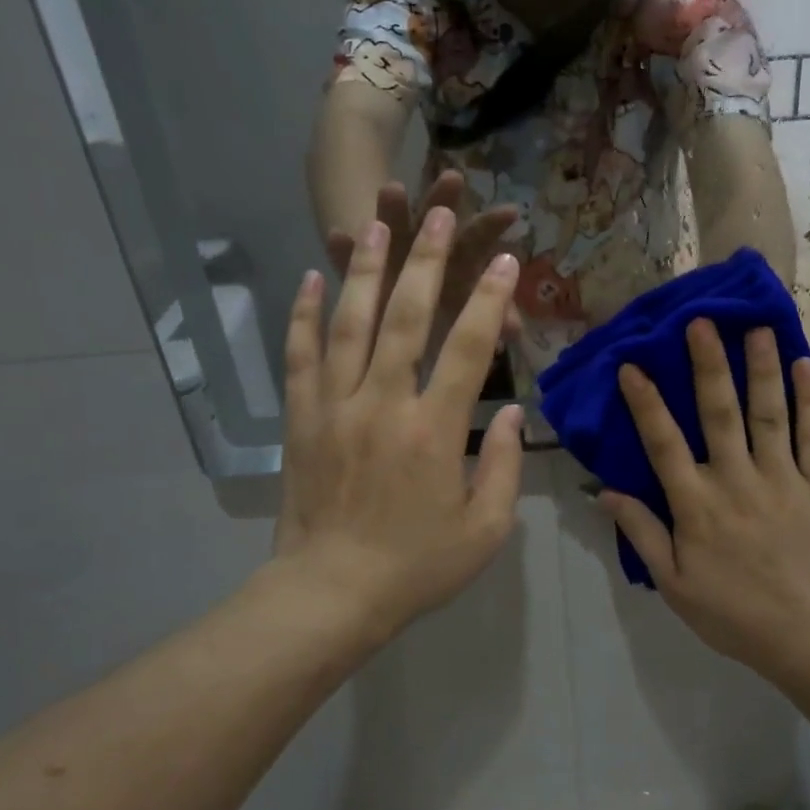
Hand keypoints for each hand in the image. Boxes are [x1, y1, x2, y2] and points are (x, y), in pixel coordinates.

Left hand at [277, 207, 524, 640]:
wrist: (330, 595)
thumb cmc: (417, 567)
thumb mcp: (485, 530)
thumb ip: (505, 467)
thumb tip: (510, 412)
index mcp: (434, 432)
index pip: (467, 349)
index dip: (490, 300)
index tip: (506, 262)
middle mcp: (383, 405)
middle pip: (405, 318)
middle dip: (427, 261)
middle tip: (438, 214)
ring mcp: (335, 407)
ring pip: (348, 324)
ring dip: (364, 270)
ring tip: (376, 224)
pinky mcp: (301, 419)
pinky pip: (300, 356)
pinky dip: (304, 315)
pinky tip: (310, 278)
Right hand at [598, 320, 809, 681]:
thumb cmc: (735, 614)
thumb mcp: (674, 584)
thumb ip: (642, 533)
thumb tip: (605, 491)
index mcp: (697, 505)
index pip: (663, 443)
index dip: (646, 402)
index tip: (631, 365)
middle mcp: (737, 480)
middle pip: (719, 413)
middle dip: (708, 365)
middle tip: (701, 323)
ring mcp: (783, 479)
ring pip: (769, 414)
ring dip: (761, 368)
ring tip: (756, 328)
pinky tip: (805, 366)